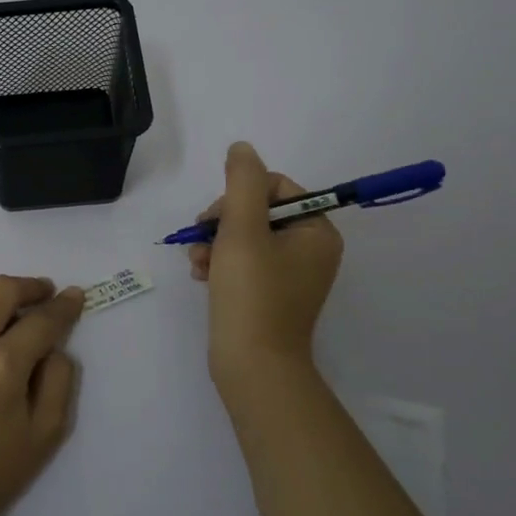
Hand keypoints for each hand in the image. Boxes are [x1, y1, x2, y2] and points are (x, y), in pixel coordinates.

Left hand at [0, 275, 84, 515]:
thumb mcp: (45, 435)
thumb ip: (59, 382)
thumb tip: (55, 348)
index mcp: (3, 366)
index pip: (41, 321)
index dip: (64, 306)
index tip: (75, 296)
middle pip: (2, 290)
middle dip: (31, 286)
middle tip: (47, 295)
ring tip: (11, 309)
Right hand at [186, 142, 343, 388]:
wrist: (253, 367)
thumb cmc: (252, 294)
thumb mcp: (242, 229)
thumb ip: (242, 182)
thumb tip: (242, 149)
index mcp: (317, 232)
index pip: (276, 188)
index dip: (240, 196)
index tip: (216, 218)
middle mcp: (311, 251)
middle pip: (258, 212)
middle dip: (223, 222)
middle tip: (202, 239)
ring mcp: (291, 276)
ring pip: (245, 238)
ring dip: (215, 242)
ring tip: (198, 262)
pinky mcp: (271, 296)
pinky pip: (244, 264)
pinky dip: (220, 264)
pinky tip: (201, 275)